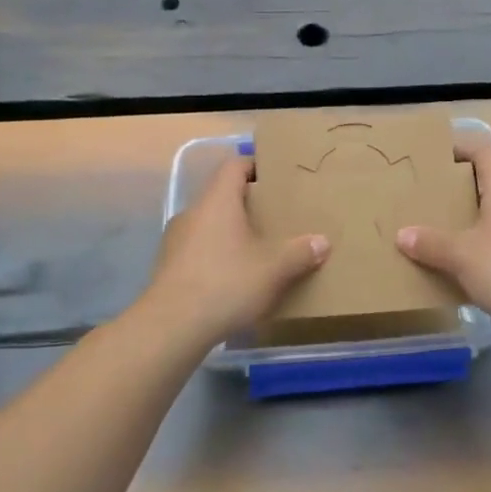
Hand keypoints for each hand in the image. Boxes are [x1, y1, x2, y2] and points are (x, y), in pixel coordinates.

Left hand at [134, 157, 328, 350]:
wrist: (172, 326)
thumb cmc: (226, 283)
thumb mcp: (273, 269)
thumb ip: (299, 252)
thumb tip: (322, 241)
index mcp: (217, 201)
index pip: (234, 165)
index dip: (255, 166)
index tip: (276, 178)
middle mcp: (193, 212)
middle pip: (222, 195)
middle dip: (248, 204)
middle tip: (275, 218)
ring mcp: (175, 239)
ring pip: (209, 224)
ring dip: (231, 232)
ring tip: (256, 251)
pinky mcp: (168, 266)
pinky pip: (198, 249)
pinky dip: (216, 255)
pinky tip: (232, 278)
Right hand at [398, 140, 490, 331]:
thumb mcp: (462, 255)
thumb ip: (431, 244)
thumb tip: (402, 234)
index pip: (483, 151)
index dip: (459, 148)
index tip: (433, 156)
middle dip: (461, 188)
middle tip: (429, 196)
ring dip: (474, 220)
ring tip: (443, 231)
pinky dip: (488, 247)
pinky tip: (468, 266)